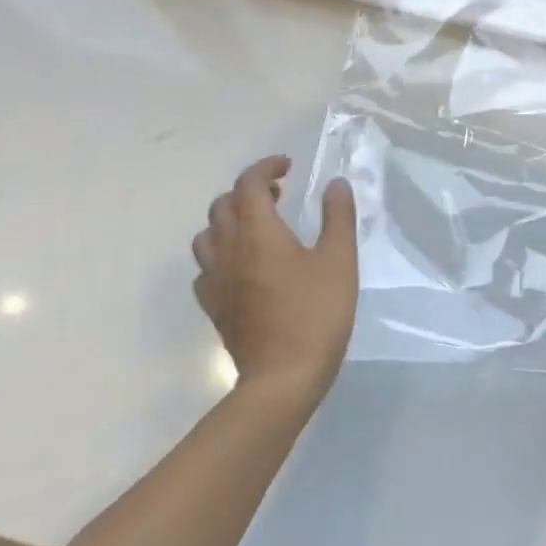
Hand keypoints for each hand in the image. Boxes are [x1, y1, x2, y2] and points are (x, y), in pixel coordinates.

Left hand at [192, 156, 358, 406]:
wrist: (282, 379)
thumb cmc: (315, 314)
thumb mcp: (339, 260)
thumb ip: (337, 217)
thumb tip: (336, 184)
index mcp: (257, 231)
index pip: (249, 183)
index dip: (266, 167)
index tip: (288, 167)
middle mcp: (229, 249)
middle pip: (223, 205)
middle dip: (248, 191)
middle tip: (279, 195)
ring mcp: (216, 280)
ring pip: (208, 235)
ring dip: (229, 220)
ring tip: (257, 227)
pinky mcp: (214, 307)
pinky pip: (206, 268)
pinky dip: (221, 254)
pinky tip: (243, 266)